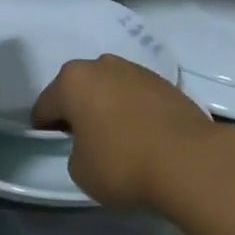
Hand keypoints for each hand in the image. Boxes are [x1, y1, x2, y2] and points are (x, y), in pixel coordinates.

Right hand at [32, 55, 222, 209]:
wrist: (189, 160)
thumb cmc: (121, 163)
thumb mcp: (79, 170)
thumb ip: (75, 150)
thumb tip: (90, 143)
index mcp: (73, 80)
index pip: (46, 105)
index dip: (45, 128)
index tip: (53, 146)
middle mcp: (103, 65)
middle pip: (80, 89)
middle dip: (79, 110)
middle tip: (84, 140)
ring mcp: (138, 70)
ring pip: (111, 88)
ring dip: (109, 107)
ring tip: (118, 138)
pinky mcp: (167, 83)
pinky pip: (138, 97)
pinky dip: (135, 111)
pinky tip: (143, 135)